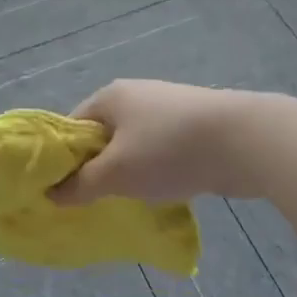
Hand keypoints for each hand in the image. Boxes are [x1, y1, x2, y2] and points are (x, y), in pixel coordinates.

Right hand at [51, 80, 262, 205]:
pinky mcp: (194, 125)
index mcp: (110, 97)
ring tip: (128, 201)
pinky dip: (157, 170)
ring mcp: (167, 108)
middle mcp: (136, 95)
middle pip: (103, 135)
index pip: (72, 127)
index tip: (63, 190)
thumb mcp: (116, 173)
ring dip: (129, 171)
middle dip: (98, 168)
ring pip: (134, 145)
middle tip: (94, 201)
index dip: (63, 158)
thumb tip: (52, 193)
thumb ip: (81, 185)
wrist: (244, 140)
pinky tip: (163, 192)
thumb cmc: (168, 150)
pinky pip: (162, 150)